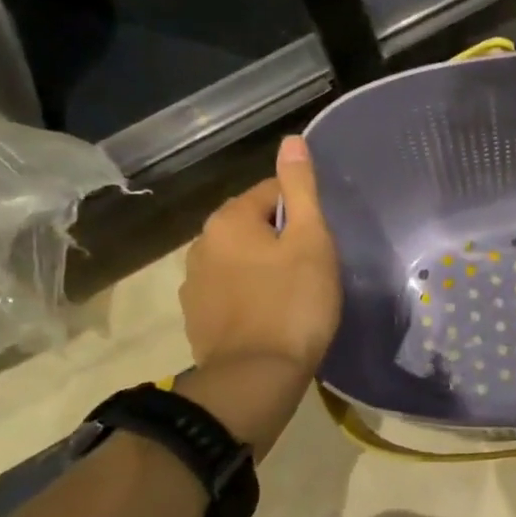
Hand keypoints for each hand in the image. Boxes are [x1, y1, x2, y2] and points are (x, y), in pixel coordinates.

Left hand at [176, 137, 341, 457]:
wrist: (256, 376)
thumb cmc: (294, 303)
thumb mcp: (310, 239)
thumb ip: (300, 189)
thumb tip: (292, 140)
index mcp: (228, 219)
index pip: (271, 193)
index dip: (302, 213)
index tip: (321, 242)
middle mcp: (201, 243)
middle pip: (252, 227)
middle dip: (280, 240)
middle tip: (312, 269)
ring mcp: (194, 284)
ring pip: (239, 261)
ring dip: (262, 269)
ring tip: (293, 296)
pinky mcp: (197, 318)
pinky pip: (229, 292)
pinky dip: (248, 297)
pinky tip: (270, 318)